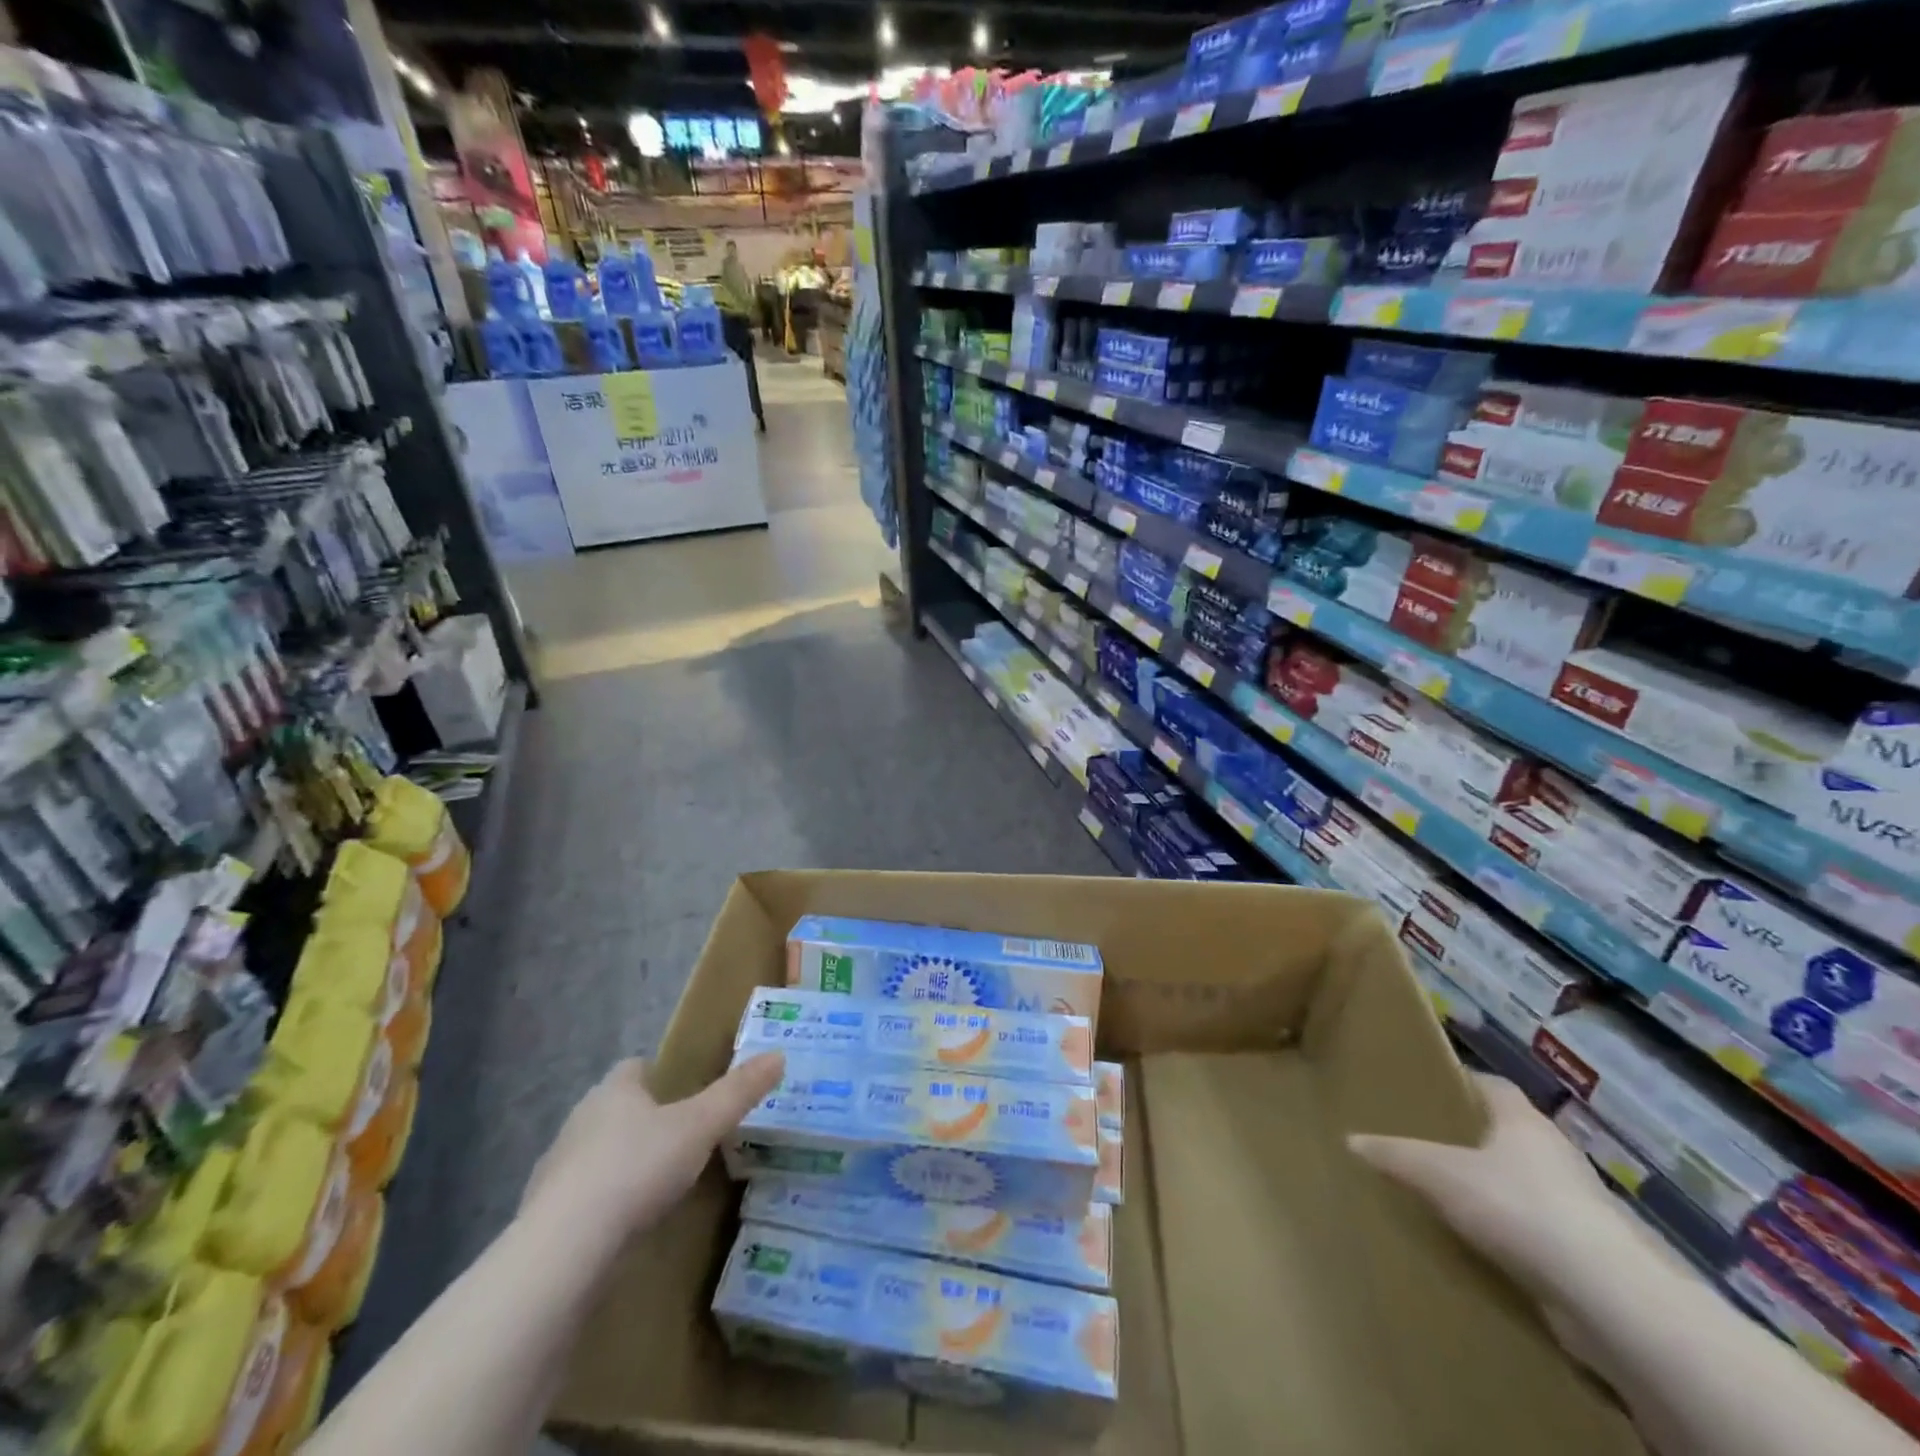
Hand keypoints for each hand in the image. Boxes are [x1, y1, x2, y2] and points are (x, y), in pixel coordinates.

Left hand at [520, 1052, 784, 1243]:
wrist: (564, 1249)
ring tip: (656, 1188)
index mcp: (614, 1091)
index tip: (684, 1094)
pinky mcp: (542, 1218)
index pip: (635, 1068)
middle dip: (642, 1121)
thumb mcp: (701, 1126)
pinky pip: (580, 1200)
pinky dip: (601, 1207)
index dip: (659, 1076)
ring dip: (620, 1165)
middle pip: (614, 1110)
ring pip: (595, 1154)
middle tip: (680, 1140)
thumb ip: (738, 1093)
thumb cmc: (637, 1168)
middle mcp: (579, 1120)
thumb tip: (779, 1056)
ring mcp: (555, 1170)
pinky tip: (623, 1228)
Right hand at [1348, 1071, 1646, 1304]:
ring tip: (1454, 1197)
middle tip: (1432, 1143)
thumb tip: (1351, 1140)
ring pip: (1530, 1184)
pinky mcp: (1593, 1254)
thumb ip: (1396, 1156)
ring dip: (1500, 1189)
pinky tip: (1487, 1247)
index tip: (1431, 1089)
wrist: (1609, 1297)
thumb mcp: (1439, 1174)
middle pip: (1512, 1134)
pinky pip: (1543, 1231)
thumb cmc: (1519, 1207)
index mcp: (1524, 1121)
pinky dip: (1517, 1233)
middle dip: (1477, 1138)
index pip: (1493, 1086)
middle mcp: (1557, 1154)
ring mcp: (1582, 1205)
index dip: (1463, 1083)